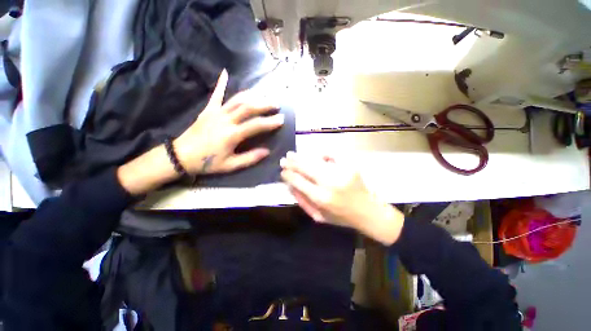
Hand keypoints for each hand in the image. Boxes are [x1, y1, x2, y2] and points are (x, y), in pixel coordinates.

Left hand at [174, 69, 283, 174]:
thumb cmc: (207, 162)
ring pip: (236, 100)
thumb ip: (250, 158)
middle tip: (276, 104)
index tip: (281, 119)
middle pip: (248, 107)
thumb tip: (267, 151)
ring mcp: (216, 112)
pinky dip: (221, 83)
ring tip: (263, 94)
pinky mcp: (208, 110)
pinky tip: (225, 72)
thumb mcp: (231, 165)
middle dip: (264, 104)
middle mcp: (226, 120)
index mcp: (232, 134)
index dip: (270, 122)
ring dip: (252, 95)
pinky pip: (216, 95)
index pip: (256, 125)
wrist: (181, 156)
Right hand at [280, 152, 404, 244]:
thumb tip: (290, 185)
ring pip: (316, 160)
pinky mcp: (351, 165)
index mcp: (322, 198)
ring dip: (303, 157)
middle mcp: (330, 183)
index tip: (282, 171)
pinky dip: (323, 154)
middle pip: (306, 168)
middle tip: (284, 159)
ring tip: (293, 154)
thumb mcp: (319, 217)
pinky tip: (317, 155)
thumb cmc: (341, 217)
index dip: (288, 175)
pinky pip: (332, 154)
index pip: (299, 181)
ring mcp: (341, 172)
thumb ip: (303, 201)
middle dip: (292, 162)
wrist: (368, 212)